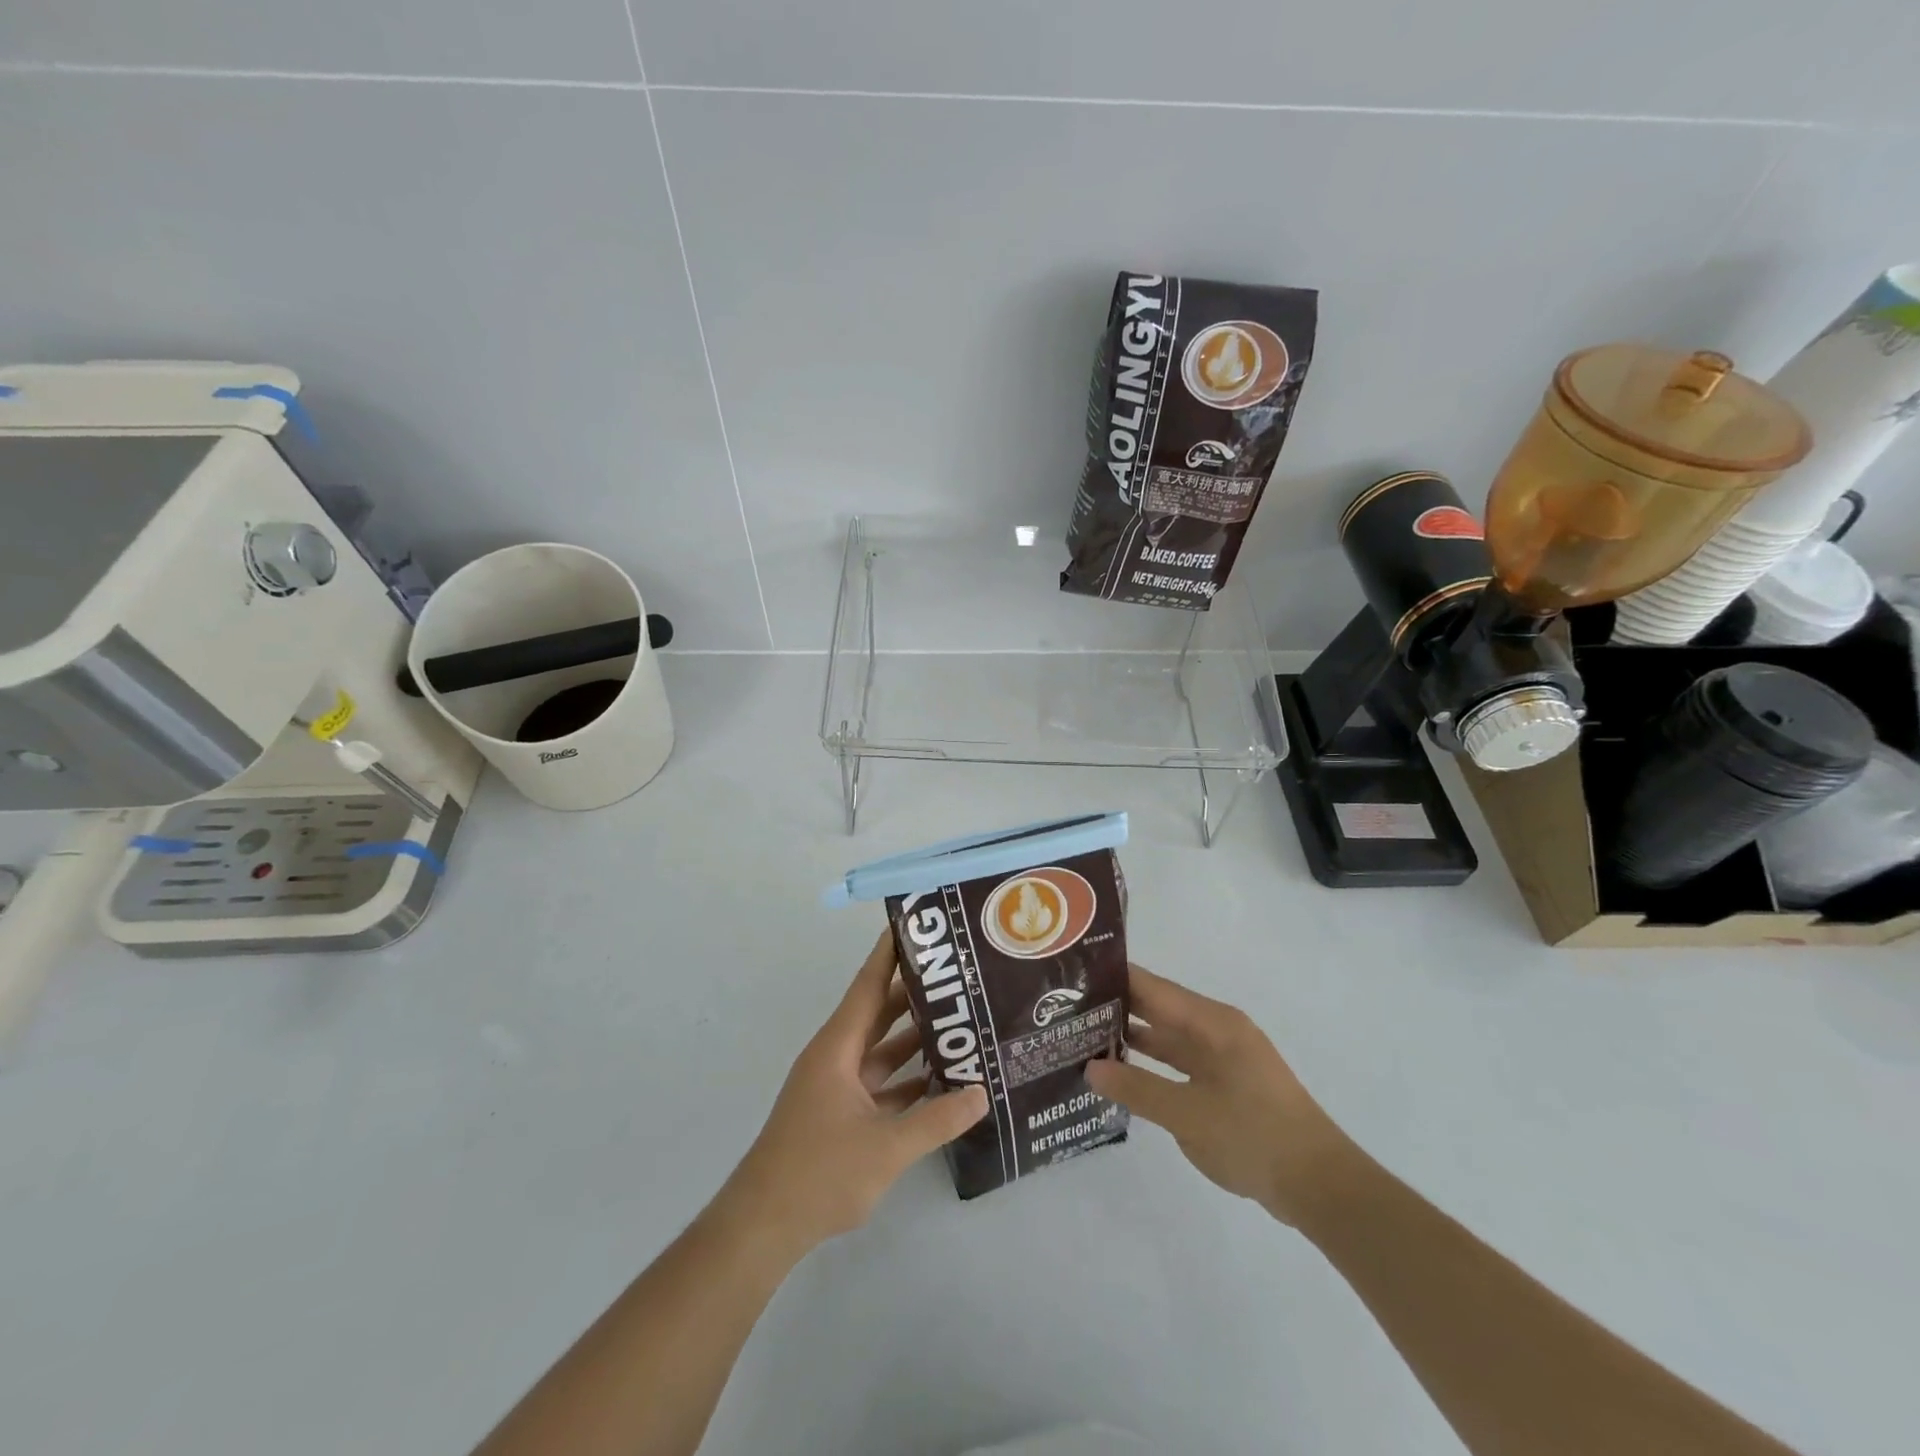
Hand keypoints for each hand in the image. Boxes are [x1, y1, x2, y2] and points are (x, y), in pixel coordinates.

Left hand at [717, 930, 988, 1257]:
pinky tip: (941, 1080)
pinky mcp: (840, 1115)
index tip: (916, 925)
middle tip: (957, 974)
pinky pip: (880, 1083)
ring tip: (960, 1021)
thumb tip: (982, 1093)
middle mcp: (836, 1057)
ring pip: (881, 1050)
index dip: (890, 953)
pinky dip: (907, 1079)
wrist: (763, 1227)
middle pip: (878, 1012)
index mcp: (837, 1047)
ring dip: (914, 1038)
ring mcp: (836, 1087)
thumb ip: (937, 1119)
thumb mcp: (886, 1147)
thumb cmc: (818, 1173)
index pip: (868, 985)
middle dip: (914, 993)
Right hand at [1085, 964, 1349, 1226]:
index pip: (1151, 987)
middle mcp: (1216, 1030)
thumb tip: (1090, 1068)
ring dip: (1131, 1038)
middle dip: (1115, 1008)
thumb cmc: (1253, 1137)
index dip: (1112, 978)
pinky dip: (1151, 1064)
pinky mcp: (1226, 1084)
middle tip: (1065, 1009)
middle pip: (1157, 1008)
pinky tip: (1121, 1073)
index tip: (1072, 976)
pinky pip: (1179, 1062)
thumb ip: (1136, 1088)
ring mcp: (1223, 1057)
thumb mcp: (1187, 1114)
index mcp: (1212, 1022)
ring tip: (1082, 1037)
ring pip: (1167, 1037)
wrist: (1320, 1186)